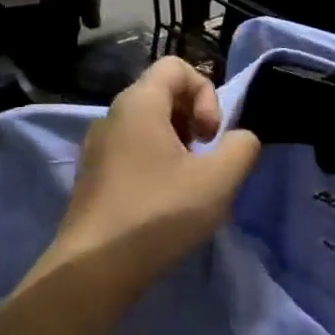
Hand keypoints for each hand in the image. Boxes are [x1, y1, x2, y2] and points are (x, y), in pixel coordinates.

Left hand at [46, 58, 260, 303]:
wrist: (95, 268)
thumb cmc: (159, 213)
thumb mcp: (219, 179)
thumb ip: (242, 147)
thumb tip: (239, 139)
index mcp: (138, 103)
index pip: (176, 66)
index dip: (205, 92)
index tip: (209, 136)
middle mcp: (112, 116)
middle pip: (162, 94)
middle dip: (194, 120)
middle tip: (205, 159)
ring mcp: (97, 148)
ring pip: (148, 126)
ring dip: (177, 145)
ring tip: (189, 184)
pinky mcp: (92, 177)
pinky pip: (131, 152)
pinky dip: (155, 164)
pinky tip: (164, 202)